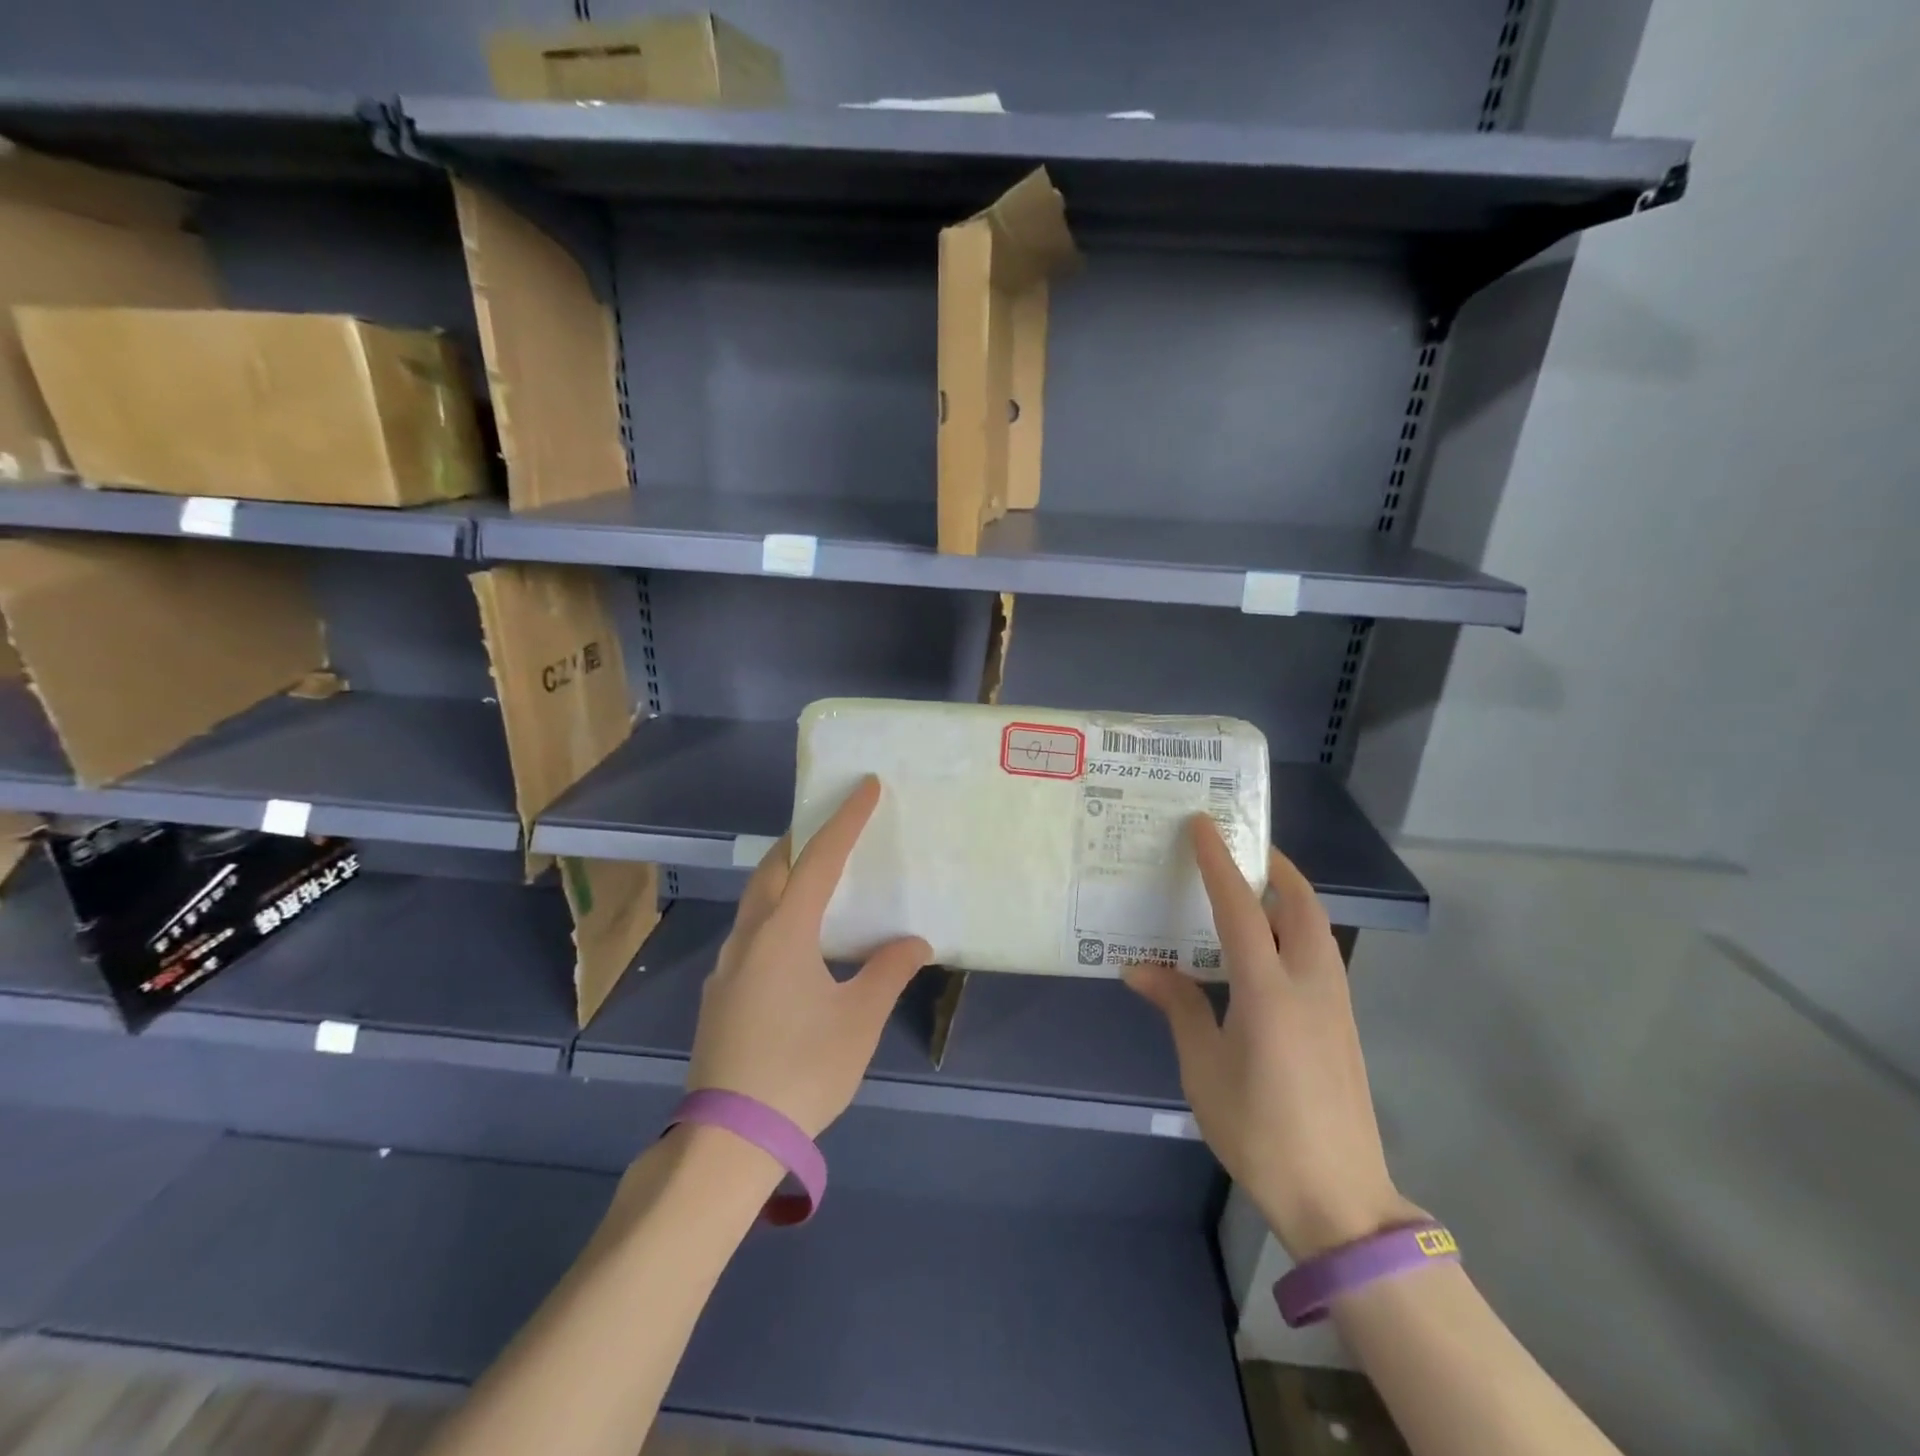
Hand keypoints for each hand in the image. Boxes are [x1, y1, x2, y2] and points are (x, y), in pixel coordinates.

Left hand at [688, 776, 932, 1138]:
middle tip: (830, 828)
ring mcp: (727, 968)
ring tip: (816, 880)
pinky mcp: (719, 996)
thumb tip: (913, 942)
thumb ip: (889, 971)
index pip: (820, 859)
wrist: (729, 1139)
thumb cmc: (802, 1069)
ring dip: (784, 878)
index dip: (844, 820)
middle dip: (801, 841)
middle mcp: (749, 938)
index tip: (863, 786)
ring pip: (756, 903)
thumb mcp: (859, 1019)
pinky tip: (793, 946)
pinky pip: (750, 934)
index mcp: (784, 932)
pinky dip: (774, 916)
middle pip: (773, 870)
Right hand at [1125, 815, 1422, 1258]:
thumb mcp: (1204, 1068)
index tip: (1204, 823)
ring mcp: (1336, 1003)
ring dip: (1287, 895)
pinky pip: (1319, 953)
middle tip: (1237, 847)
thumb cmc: (1259, 1131)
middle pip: (1300, 903)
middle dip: (1272, 866)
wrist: (1339, 1198)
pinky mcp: (1343, 1023)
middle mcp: (1310, 983)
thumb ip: (1180, 1007)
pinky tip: (1266, 948)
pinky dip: (1294, 928)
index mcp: (1269, 989)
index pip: (1241, 906)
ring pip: (1316, 926)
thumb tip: (1139, 968)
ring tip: (1249, 889)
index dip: (1219, 861)